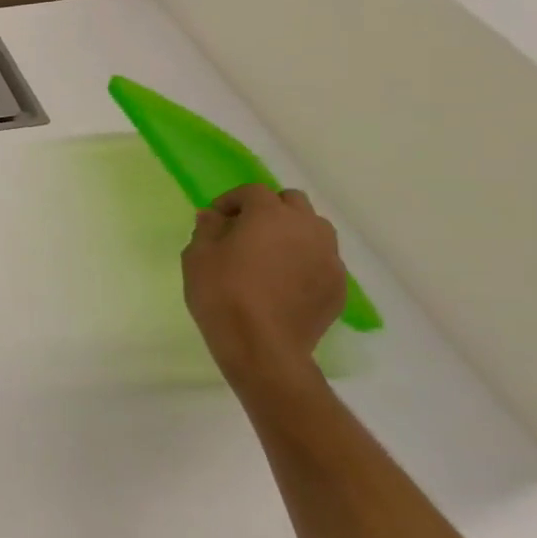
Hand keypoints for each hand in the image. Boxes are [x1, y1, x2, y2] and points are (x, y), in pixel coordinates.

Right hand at [182, 185, 347, 393]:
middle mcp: (307, 228)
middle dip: (268, 209)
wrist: (262, 345)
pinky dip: (303, 261)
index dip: (231, 200)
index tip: (215, 218)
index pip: (253, 192)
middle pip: (292, 202)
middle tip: (245, 230)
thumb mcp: (198, 256)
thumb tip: (213, 217)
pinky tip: (283, 283)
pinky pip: (321, 260)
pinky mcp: (338, 285)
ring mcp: (329, 257)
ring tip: (268, 255)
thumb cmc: (222, 293)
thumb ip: (207, 229)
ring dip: (291, 233)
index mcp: (270, 216)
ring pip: (314, 230)